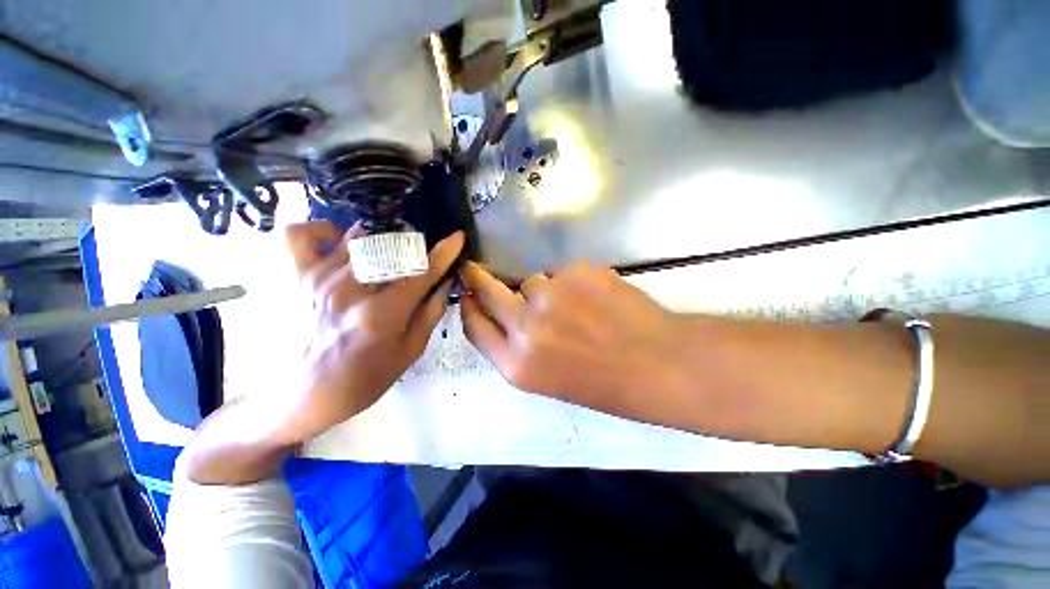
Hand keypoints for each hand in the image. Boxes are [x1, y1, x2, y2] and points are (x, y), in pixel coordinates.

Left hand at [280, 221, 463, 442]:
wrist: (305, 395)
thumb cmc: (365, 377)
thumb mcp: (410, 351)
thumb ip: (431, 312)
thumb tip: (446, 280)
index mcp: (382, 314)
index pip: (422, 272)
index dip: (445, 252)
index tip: (457, 237)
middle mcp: (350, 289)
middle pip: (391, 246)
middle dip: (413, 245)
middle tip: (418, 256)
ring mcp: (318, 278)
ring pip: (357, 235)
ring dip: (381, 239)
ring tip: (387, 252)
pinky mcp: (296, 276)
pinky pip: (301, 235)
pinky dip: (322, 229)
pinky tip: (339, 240)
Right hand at [460, 261, 683, 422]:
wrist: (657, 364)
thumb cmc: (603, 382)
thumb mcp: (547, 378)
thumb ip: (517, 347)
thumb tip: (504, 314)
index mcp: (516, 364)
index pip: (475, 326)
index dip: (468, 306)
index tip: (466, 293)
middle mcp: (525, 327)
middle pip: (488, 290)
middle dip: (478, 278)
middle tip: (474, 269)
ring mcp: (551, 295)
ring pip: (532, 280)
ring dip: (544, 289)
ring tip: (577, 307)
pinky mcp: (575, 272)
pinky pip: (562, 273)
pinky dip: (572, 282)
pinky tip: (596, 299)